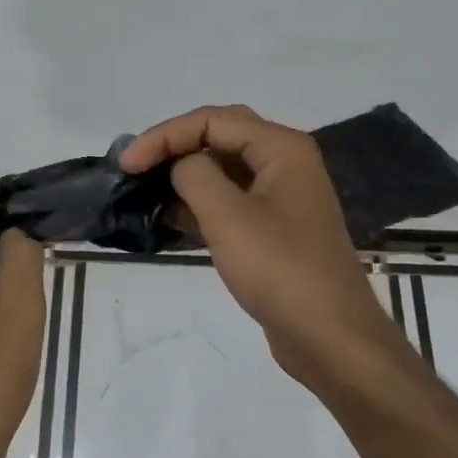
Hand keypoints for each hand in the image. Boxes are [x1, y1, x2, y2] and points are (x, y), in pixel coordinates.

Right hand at [120, 106, 407, 394]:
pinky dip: (200, 203)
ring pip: (224, 169)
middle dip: (174, 146)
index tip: (127, 165)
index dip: (164, 135)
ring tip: (145, 191)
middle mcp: (285, 162)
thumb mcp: (228, 217)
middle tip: (136, 168)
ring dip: (185, 175)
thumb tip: (181, 166)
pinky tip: (171, 219)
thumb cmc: (280, 270)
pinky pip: (231, 200)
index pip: (212, 120)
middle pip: (219, 136)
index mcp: (281, 148)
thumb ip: (195, 176)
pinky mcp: (275, 228)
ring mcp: (282, 196)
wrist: (330, 337)